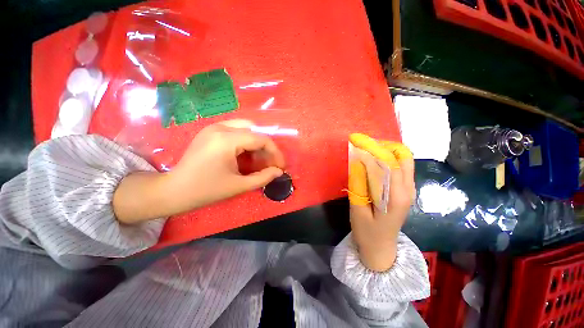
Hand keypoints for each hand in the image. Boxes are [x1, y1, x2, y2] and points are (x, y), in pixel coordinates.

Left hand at [113, 120, 284, 223]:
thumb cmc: (206, 190)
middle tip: (269, 164)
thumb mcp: (239, 186)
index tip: (280, 166)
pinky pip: (235, 131)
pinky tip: (245, 156)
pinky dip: (245, 142)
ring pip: (246, 129)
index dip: (275, 152)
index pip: (261, 139)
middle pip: (255, 131)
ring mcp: (213, 127)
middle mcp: (220, 128)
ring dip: (256, 144)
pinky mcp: (210, 132)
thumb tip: (278, 171)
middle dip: (266, 148)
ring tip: (258, 161)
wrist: (174, 190)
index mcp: (226, 140)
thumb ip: (263, 177)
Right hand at [348, 134, 414, 271]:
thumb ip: (358, 184)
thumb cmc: (367, 232)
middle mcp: (408, 189)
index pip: (388, 163)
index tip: (356, 140)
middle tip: (363, 144)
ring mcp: (410, 189)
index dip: (372, 149)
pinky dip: (388, 158)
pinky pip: (401, 167)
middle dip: (382, 146)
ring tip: (367, 150)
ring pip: (404, 160)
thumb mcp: (357, 209)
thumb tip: (357, 160)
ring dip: (386, 150)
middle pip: (402, 157)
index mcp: (396, 196)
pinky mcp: (405, 190)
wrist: (381, 249)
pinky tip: (374, 160)